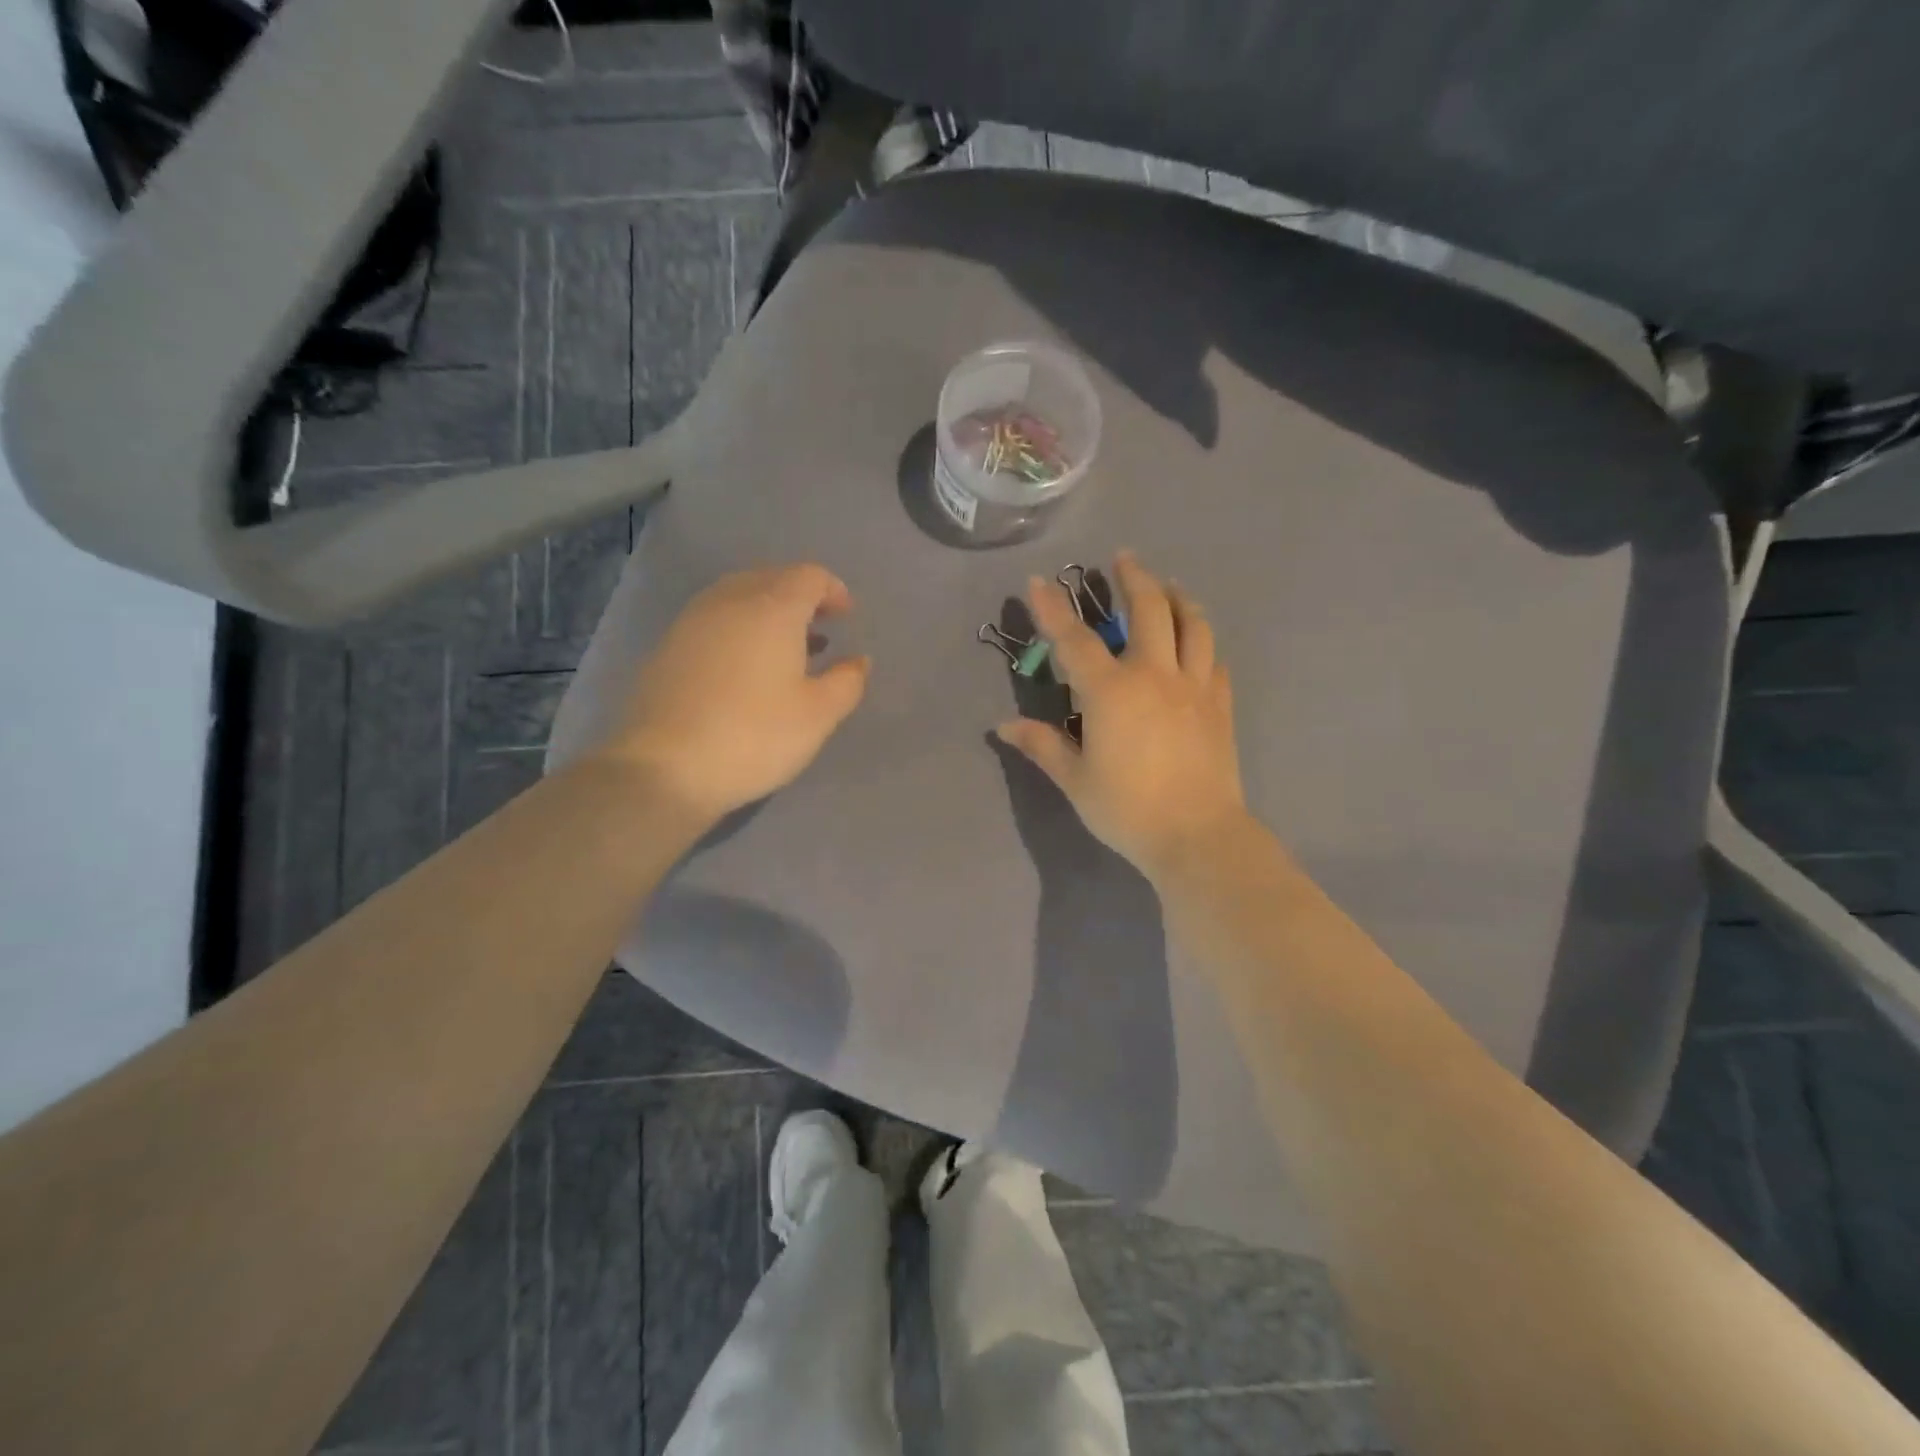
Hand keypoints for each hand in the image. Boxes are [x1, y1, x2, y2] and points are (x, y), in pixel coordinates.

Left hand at [596, 564, 870, 821]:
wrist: (664, 767)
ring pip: (739, 596)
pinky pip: (715, 619)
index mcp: (772, 608)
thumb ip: (847, 682)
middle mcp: (730, 601)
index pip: (809, 576)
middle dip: (801, 597)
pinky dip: (739, 628)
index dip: (833, 590)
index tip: (846, 617)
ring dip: (768, 612)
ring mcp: (692, 621)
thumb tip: (858, 660)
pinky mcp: (668, 646)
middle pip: (772, 578)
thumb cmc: (754, 736)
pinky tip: (746, 667)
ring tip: (786, 648)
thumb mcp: (818, 715)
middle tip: (820, 628)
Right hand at [997, 551, 1246, 878]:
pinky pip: (1214, 658)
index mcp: (1111, 691)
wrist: (1197, 834)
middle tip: (1123, 559)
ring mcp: (1194, 686)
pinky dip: (1202, 639)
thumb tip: (1005, 725)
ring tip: (1169, 586)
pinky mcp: (1220, 704)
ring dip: (1178, 597)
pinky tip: (1197, 640)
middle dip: (1134, 578)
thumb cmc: (1127, 808)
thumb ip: (1042, 745)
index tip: (1039, 582)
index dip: (1053, 608)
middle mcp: (1154, 675)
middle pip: (1149, 610)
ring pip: (1192, 624)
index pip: (1075, 639)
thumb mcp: (1075, 780)